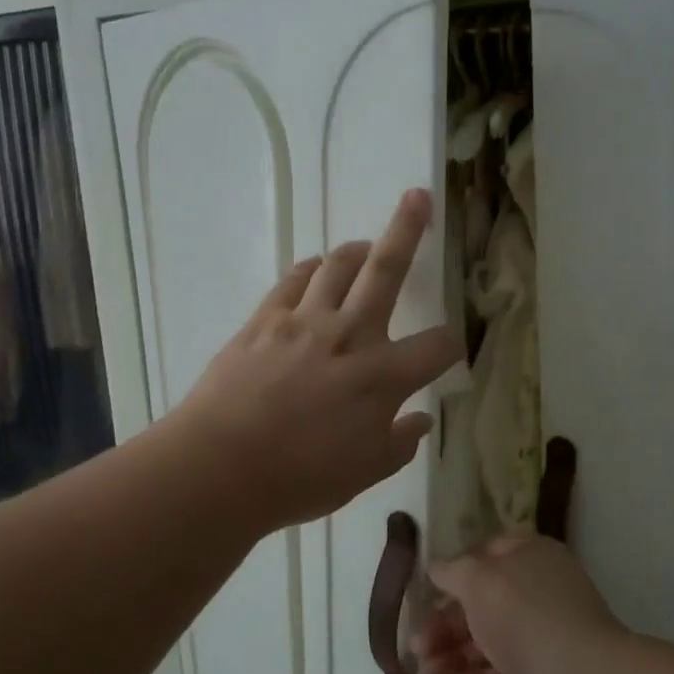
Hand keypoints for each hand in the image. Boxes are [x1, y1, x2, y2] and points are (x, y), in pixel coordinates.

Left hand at [173, 189, 463, 534]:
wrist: (221, 465)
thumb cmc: (300, 477)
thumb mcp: (364, 473)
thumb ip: (400, 443)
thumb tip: (421, 420)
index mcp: (382, 377)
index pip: (436, 347)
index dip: (452, 345)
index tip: (448, 349)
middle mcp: (350, 335)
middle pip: (387, 269)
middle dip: (408, 230)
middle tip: (418, 196)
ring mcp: (304, 320)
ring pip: (337, 265)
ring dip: (355, 250)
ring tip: (365, 246)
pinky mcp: (265, 318)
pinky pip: (293, 279)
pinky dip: (309, 269)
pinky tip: (314, 270)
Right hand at [416, 530, 625, 673]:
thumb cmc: (525, 617)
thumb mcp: (477, 582)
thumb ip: (452, 572)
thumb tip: (436, 567)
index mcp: (530, 554)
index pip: (484, 554)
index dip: (453, 572)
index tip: (425, 594)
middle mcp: (541, 588)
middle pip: (483, 601)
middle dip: (445, 624)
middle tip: (416, 646)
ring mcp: (547, 633)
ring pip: (491, 639)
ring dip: (455, 654)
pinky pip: (507, 671)